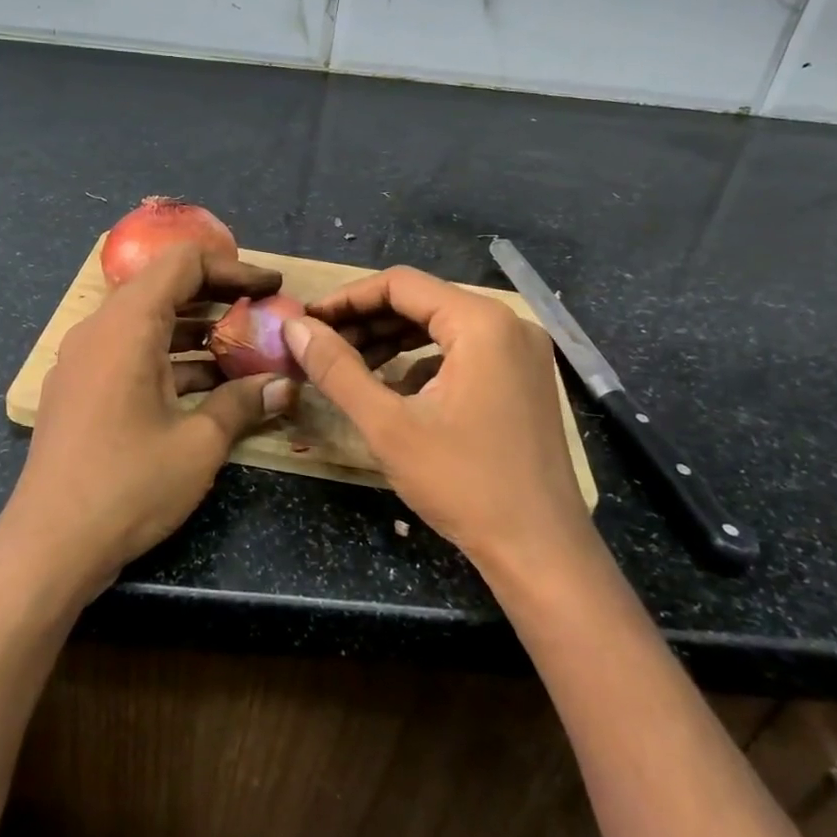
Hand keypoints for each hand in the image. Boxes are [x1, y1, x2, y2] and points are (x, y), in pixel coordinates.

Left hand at [0, 243, 297, 595]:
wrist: (48, 546)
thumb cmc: (128, 485)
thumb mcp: (198, 444)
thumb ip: (243, 403)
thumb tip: (285, 386)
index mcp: (128, 325)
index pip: (183, 263)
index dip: (232, 268)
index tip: (270, 290)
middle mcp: (100, 330)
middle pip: (164, 288)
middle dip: (218, 299)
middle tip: (262, 318)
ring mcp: (84, 360)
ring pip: (148, 323)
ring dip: (196, 332)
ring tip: (243, 353)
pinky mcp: (79, 389)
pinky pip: (130, 353)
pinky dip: (169, 359)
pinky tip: (206, 388)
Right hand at [284, 266, 589, 577]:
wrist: (541, 552)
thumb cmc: (464, 484)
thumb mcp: (388, 425)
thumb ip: (337, 369)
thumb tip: (294, 326)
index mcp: (481, 322)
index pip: (400, 284)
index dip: (347, 298)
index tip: (307, 321)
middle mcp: (508, 323)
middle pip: (422, 301)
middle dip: (367, 321)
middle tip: (321, 345)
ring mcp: (522, 352)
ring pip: (441, 326)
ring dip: (392, 340)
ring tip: (347, 363)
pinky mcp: (523, 379)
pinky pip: (463, 351)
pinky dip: (422, 360)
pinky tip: (394, 388)